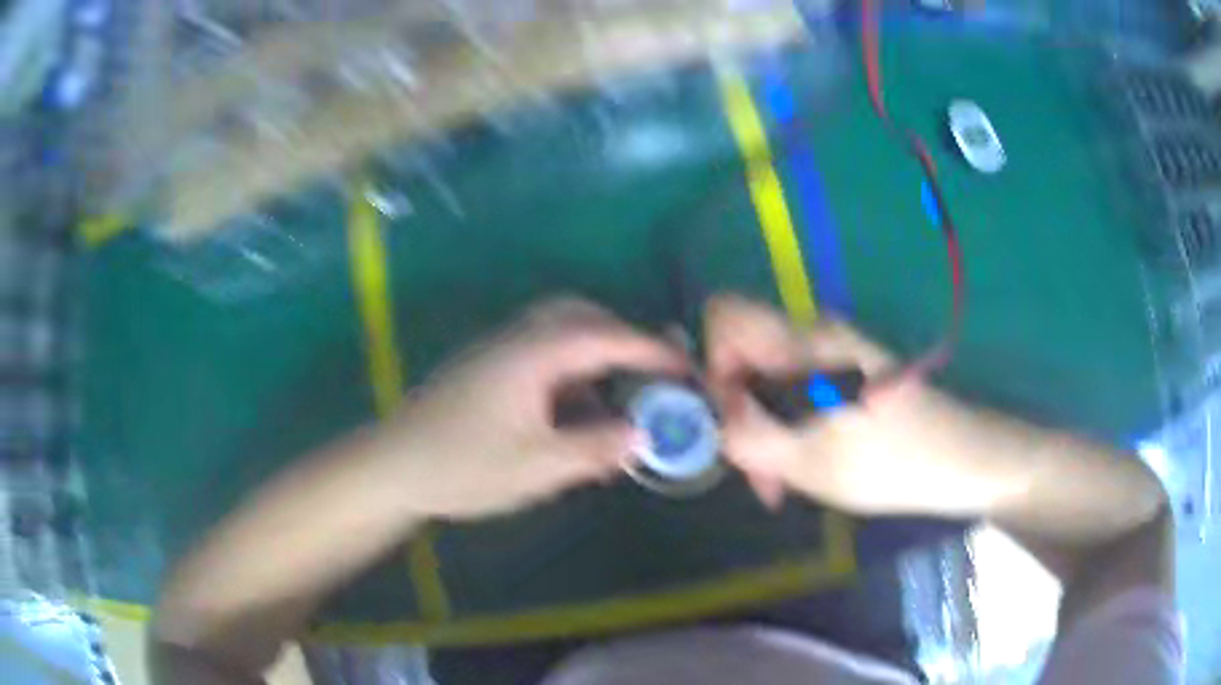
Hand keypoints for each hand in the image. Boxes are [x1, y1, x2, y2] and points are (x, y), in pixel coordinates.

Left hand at [390, 298, 686, 520]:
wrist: (394, 466)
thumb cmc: (463, 465)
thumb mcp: (538, 466)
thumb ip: (595, 448)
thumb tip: (642, 434)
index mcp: (533, 352)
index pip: (606, 336)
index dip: (651, 349)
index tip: (686, 366)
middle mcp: (517, 338)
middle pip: (579, 317)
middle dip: (621, 340)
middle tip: (649, 374)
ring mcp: (497, 351)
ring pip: (557, 333)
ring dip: (593, 355)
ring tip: (617, 396)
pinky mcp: (485, 369)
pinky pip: (539, 355)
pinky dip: (568, 373)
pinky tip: (573, 412)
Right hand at [706, 294, 1015, 516]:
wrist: (962, 460)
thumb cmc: (892, 461)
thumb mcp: (811, 461)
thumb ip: (749, 437)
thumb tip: (713, 421)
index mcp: (805, 343)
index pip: (725, 315)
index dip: (711, 363)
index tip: (730, 417)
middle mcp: (815, 336)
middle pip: (744, 355)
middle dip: (738, 412)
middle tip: (759, 472)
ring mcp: (833, 353)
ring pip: (769, 379)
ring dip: (764, 427)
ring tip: (782, 480)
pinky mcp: (846, 373)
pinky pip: (796, 390)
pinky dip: (788, 427)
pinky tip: (804, 466)